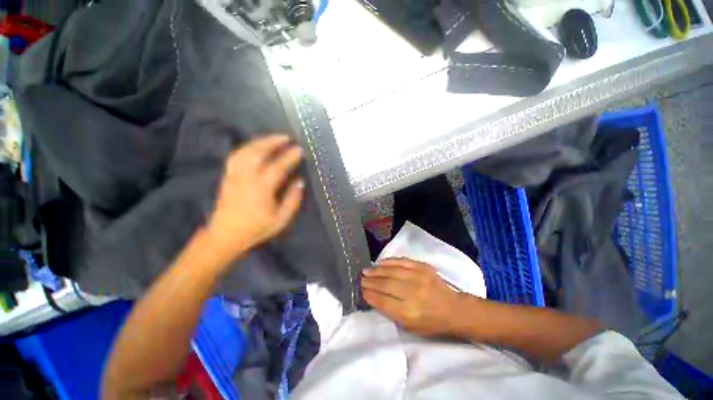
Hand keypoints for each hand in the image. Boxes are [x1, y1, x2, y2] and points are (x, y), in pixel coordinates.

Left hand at [206, 134, 304, 261]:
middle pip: (258, 152)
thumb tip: (300, 181)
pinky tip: (255, 147)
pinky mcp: (227, 176)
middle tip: (287, 137)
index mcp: (261, 189)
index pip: (278, 166)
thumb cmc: (256, 229)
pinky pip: (236, 155)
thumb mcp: (280, 219)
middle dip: (273, 142)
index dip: (290, 156)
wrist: (225, 236)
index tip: (299, 149)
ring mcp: (234, 175)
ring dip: (260, 141)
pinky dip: (247, 147)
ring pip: (245, 151)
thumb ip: (292, 199)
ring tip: (273, 138)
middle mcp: (246, 177)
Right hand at [361, 258, 464, 336]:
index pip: (384, 301)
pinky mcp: (423, 267)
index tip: (361, 290)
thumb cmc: (431, 322)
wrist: (453, 309)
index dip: (370, 295)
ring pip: (392, 272)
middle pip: (386, 285)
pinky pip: (402, 262)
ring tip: (366, 270)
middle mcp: (413, 294)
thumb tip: (374, 296)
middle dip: (370, 281)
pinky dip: (389, 262)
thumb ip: (391, 312)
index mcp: (410, 313)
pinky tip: (380, 263)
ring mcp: (419, 278)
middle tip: (361, 278)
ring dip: (377, 271)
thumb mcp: (410, 326)